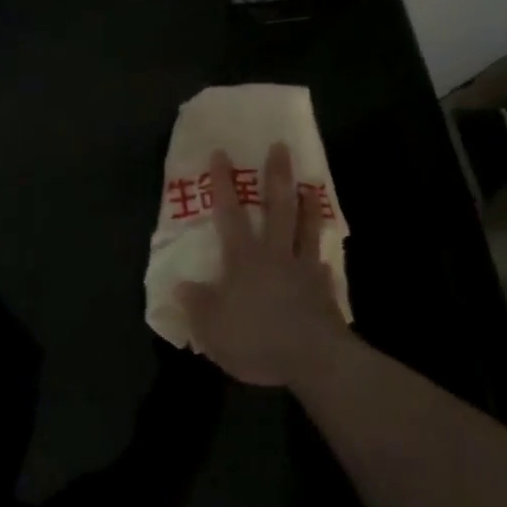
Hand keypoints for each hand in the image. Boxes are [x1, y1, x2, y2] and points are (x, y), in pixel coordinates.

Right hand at [177, 144, 349, 388]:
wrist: (315, 360)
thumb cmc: (257, 339)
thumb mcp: (213, 328)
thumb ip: (197, 304)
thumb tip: (181, 284)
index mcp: (244, 257)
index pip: (230, 212)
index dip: (223, 183)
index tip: (221, 153)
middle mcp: (275, 253)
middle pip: (277, 206)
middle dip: (277, 175)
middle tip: (281, 146)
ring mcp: (304, 269)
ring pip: (306, 227)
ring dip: (307, 204)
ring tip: (310, 185)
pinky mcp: (325, 290)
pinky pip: (323, 266)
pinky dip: (323, 257)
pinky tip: (325, 257)